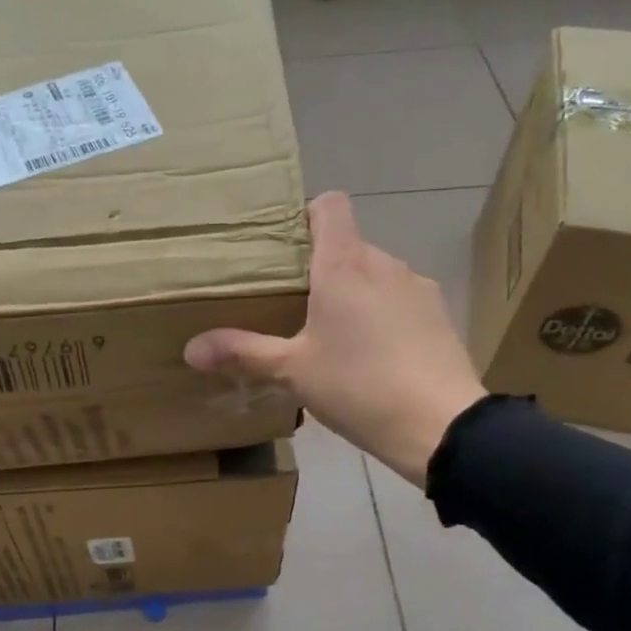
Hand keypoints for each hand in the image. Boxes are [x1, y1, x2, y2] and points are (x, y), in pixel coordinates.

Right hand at [184, 193, 484, 485]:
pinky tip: (374, 358)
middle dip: (322, 268)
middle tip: (294, 307)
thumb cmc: (357, 386)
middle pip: (348, 245)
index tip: (286, 246)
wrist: (439, 424)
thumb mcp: (293, 371)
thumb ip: (243, 353)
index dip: (306, 214)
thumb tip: (190, 349)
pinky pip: (400, 301)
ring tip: (335, 338)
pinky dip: (383, 316)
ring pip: (375, 275)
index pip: (330, 205)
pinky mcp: (438, 315)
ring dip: (354, 294)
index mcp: (344, 265)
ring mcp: (417, 287)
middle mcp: (384, 263)